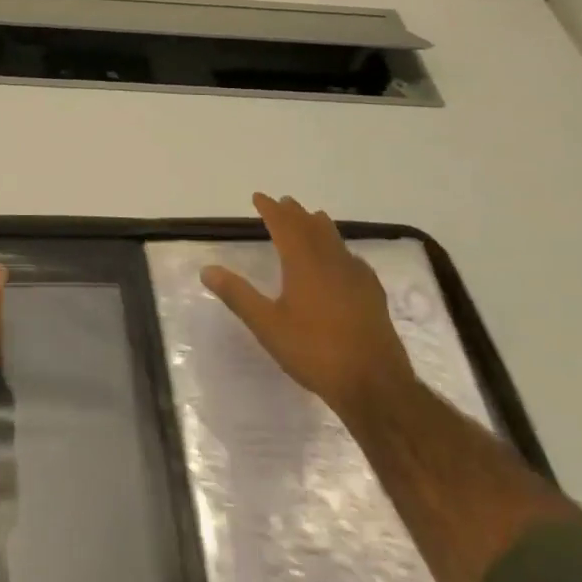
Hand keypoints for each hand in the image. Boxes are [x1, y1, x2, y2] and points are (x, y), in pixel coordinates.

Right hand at [201, 192, 414, 416]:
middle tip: (283, 202)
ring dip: (319, 226)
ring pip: (335, 240)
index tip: (259, 197)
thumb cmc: (314, 351)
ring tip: (312, 218)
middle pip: (312, 227)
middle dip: (295, 213)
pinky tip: (344, 259)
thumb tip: (207, 269)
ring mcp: (356, 277)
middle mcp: (331, 262)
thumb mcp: (266, 324)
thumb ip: (237, 295)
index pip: (284, 225)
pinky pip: (353, 259)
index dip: (271, 209)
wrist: (374, 384)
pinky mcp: (373, 295)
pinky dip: (341, 249)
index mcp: (303, 263)